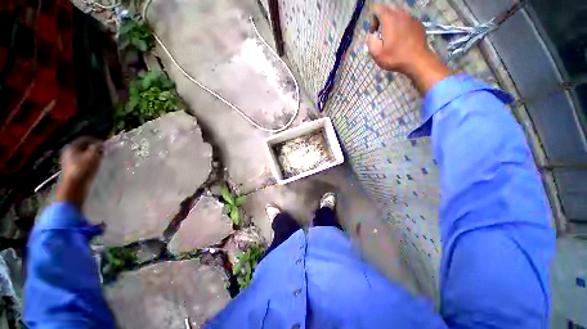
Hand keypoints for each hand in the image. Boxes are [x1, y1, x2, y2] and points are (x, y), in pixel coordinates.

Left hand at [56, 137, 103, 207]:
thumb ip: (96, 148)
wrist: (74, 186)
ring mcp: (69, 162)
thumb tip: (100, 144)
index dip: (96, 140)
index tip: (105, 144)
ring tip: (101, 159)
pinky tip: (96, 166)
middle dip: (94, 149)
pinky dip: (90, 162)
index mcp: (71, 147)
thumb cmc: (83, 168)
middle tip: (104, 151)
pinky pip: (83, 162)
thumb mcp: (92, 155)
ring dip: (93, 156)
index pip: (85, 139)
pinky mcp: (72, 170)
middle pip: (83, 147)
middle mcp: (68, 153)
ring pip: (83, 155)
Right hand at [367, 4, 450, 92]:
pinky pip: (406, 20)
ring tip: (392, 38)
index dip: (373, 20)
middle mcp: (401, 13)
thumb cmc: (395, 57)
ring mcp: (411, 17)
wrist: (417, 60)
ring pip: (398, 14)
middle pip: (388, 10)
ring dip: (392, 23)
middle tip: (382, 35)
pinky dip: (402, 26)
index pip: (377, 8)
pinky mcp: (418, 23)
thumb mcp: (376, 53)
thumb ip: (370, 40)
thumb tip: (373, 34)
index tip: (374, 32)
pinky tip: (402, 39)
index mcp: (389, 19)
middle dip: (382, 20)